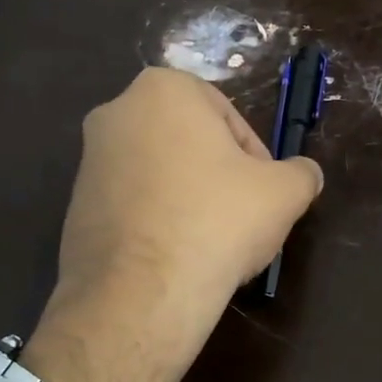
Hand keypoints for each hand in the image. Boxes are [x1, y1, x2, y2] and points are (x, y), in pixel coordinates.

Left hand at [22, 68, 322, 381]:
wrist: (143, 292)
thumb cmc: (218, 221)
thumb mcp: (284, 193)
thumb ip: (302, 173)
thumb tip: (307, 174)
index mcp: (163, 89)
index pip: (228, 117)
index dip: (255, 158)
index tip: (264, 194)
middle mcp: (116, 113)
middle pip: (190, 144)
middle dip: (219, 177)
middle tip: (241, 218)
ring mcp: (88, 161)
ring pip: (159, 175)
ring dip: (188, 200)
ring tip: (210, 244)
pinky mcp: (74, 207)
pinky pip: (132, 205)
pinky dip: (157, 222)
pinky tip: (176, 258)